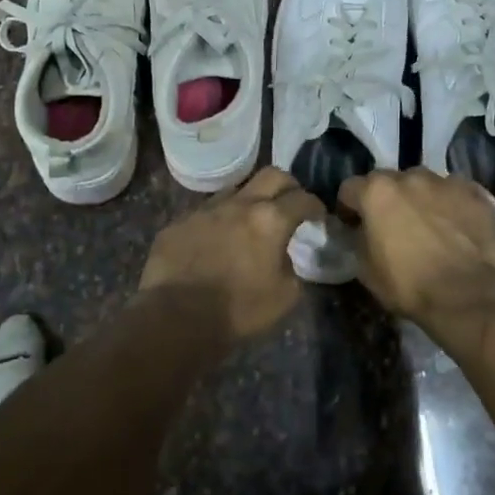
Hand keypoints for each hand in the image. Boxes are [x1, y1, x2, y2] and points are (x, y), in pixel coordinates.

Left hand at [139, 167, 325, 340]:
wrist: (176, 318)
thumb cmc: (239, 311)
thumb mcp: (285, 296)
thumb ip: (290, 267)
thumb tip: (281, 256)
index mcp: (270, 220)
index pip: (302, 199)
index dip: (315, 206)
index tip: (318, 216)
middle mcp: (238, 204)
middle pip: (271, 175)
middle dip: (287, 186)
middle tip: (290, 204)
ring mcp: (204, 210)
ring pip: (235, 190)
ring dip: (248, 202)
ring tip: (248, 223)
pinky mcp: (178, 223)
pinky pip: (204, 214)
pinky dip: (217, 223)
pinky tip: (214, 244)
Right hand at [337, 168, 494, 323]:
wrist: (466, 295)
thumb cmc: (408, 284)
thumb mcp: (366, 269)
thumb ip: (359, 239)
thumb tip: (363, 232)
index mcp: (377, 192)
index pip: (350, 188)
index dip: (348, 208)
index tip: (353, 226)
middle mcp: (410, 177)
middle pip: (389, 181)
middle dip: (386, 199)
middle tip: (392, 225)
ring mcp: (446, 182)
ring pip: (424, 183)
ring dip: (420, 198)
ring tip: (428, 224)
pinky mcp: (475, 194)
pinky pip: (455, 193)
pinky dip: (451, 205)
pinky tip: (455, 227)